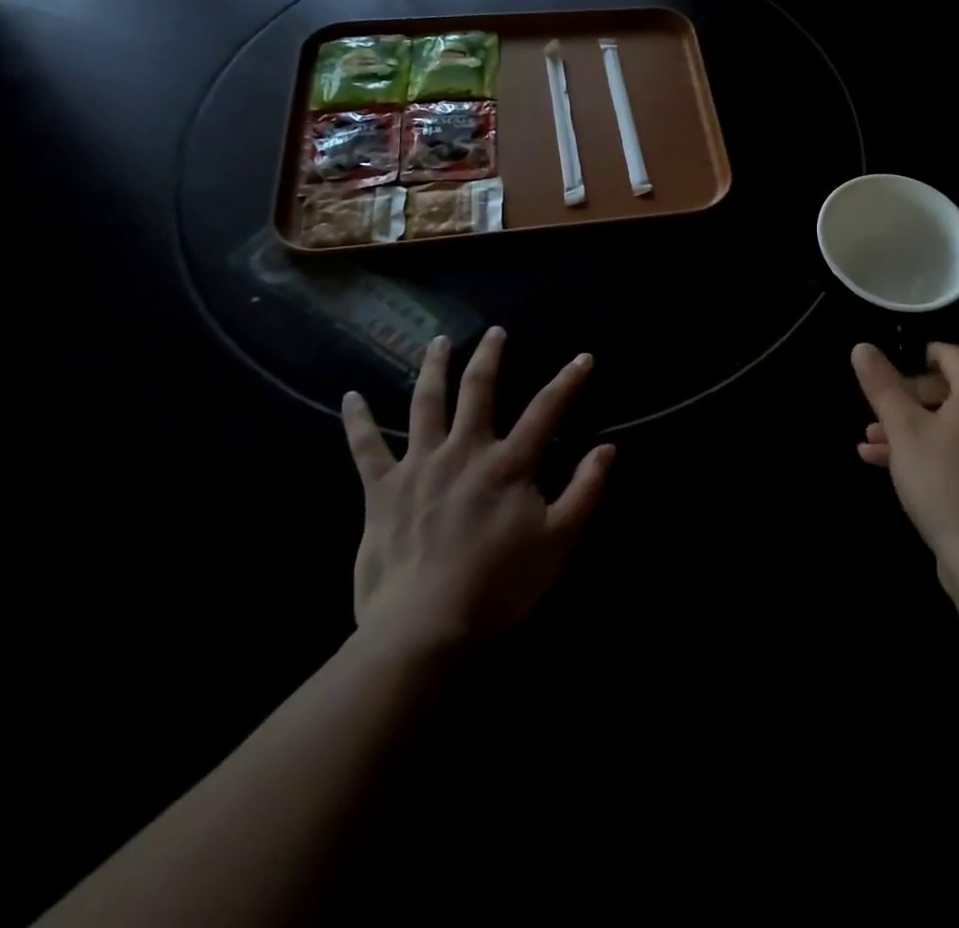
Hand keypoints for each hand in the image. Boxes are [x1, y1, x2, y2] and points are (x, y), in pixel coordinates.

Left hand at [342, 327, 613, 663]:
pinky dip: (358, 421)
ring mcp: (419, 466)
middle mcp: (464, 451)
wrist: (424, 627)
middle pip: (479, 390)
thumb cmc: (499, 585)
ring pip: (426, 404)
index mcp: (509, 464)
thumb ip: (585, 490)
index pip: (546, 410)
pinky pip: (366, 448)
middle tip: (494, 332)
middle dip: (489, 356)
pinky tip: (350, 397)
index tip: (583, 358)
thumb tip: (608, 449)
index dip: (568, 381)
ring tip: (437, 343)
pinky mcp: (382, 490)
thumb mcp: (559, 541)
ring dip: (433, 369)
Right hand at [852, 342, 958, 572]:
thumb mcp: (902, 429)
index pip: (951, 355)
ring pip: (948, 424)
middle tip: (873, 414)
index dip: (916, 356)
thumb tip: (861, 347)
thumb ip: (881, 385)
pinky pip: (957, 449)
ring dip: (908, 428)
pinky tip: (884, 464)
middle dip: (904, 400)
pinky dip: (926, 450)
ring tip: (869, 442)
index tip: (888, 369)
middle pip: (948, 391)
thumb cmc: (941, 481)